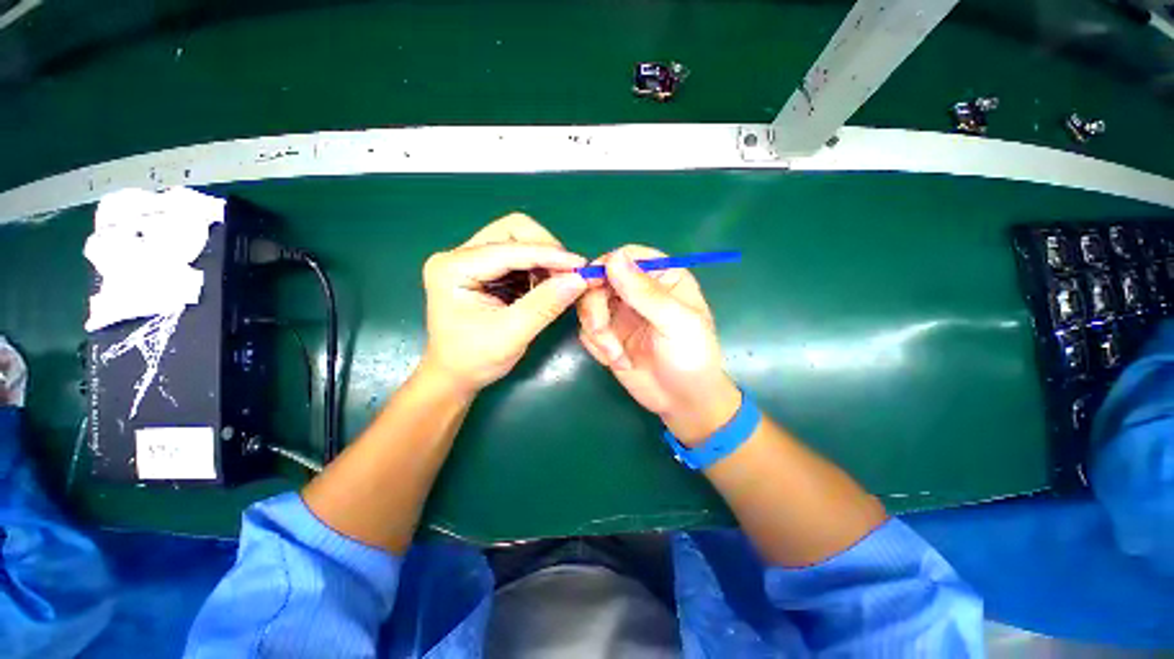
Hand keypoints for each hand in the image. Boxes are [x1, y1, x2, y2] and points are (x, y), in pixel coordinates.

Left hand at [421, 213, 587, 393]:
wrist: (455, 376)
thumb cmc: (475, 360)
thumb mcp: (512, 335)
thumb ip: (545, 305)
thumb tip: (580, 279)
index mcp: (453, 268)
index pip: (509, 248)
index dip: (549, 255)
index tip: (581, 267)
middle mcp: (459, 255)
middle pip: (512, 231)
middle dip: (545, 250)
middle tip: (568, 274)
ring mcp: (471, 259)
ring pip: (519, 240)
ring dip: (544, 259)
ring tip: (560, 283)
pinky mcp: (484, 268)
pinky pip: (519, 256)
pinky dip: (539, 268)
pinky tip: (547, 286)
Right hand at [576, 246, 740, 444]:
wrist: (682, 401)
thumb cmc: (691, 357)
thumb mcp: (676, 323)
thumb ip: (646, 293)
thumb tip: (613, 258)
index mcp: (662, 277)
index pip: (627, 256)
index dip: (606, 265)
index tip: (594, 284)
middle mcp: (637, 290)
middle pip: (599, 279)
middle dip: (595, 307)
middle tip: (600, 331)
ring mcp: (620, 312)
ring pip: (588, 305)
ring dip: (596, 331)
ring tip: (616, 355)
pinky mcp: (608, 334)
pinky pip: (587, 330)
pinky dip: (597, 346)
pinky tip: (617, 361)